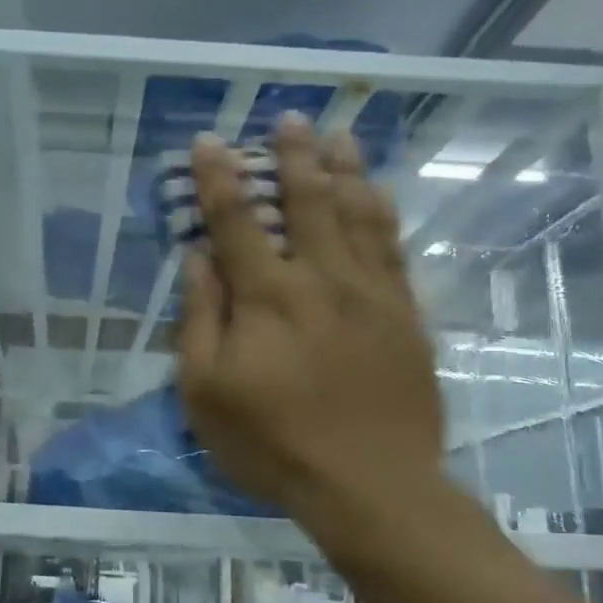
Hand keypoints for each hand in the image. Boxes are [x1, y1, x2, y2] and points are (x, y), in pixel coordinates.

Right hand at [177, 115, 445, 540]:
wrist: (371, 485)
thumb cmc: (274, 443)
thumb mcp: (206, 393)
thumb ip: (200, 320)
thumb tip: (197, 261)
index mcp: (268, 297)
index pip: (237, 221)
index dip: (219, 179)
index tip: (210, 142)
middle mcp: (321, 279)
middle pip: (308, 201)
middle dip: (293, 155)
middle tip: (289, 117)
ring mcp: (371, 294)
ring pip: (357, 214)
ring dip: (344, 169)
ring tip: (338, 135)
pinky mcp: (405, 315)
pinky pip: (392, 248)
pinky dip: (381, 212)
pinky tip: (376, 193)